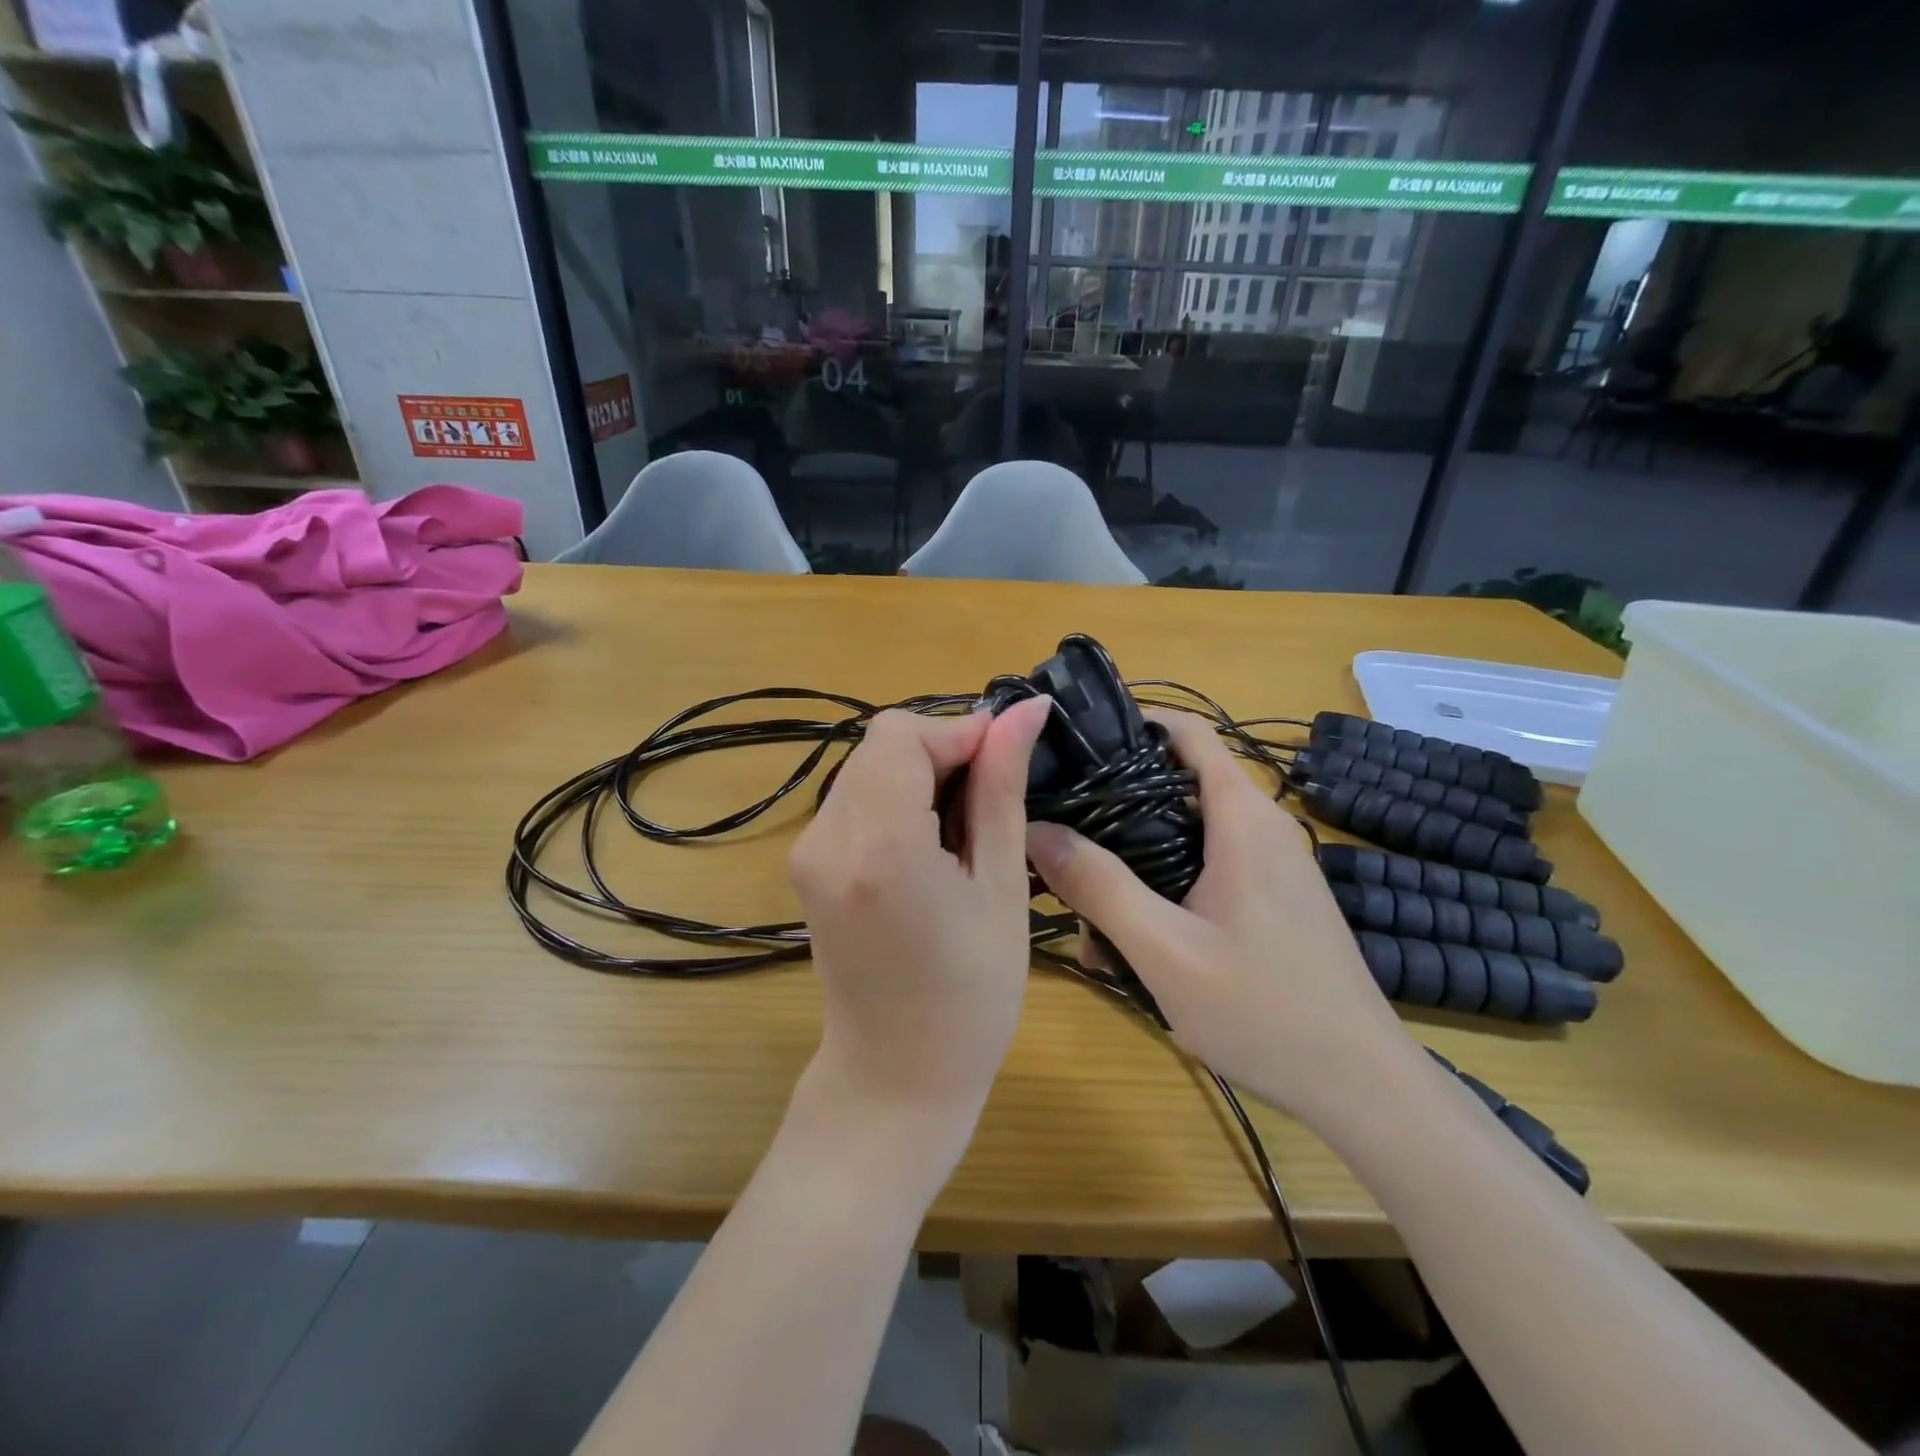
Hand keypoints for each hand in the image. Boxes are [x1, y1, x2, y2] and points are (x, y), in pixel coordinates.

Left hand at [788, 697, 1050, 1151]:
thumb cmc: (972, 994)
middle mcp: (826, 837)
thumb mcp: (1001, 885)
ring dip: (919, 776)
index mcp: (879, 845)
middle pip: (881, 745)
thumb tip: (1025, 709)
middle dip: (940, 753)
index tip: (1004, 762)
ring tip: (964, 828)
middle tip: (990, 799)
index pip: (902, 734)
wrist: (896, 1076)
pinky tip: (929, 842)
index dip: (958, 734)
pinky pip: (854, 799)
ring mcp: (806, 851)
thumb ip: (1002, 787)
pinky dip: (895, 799)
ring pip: (867, 767)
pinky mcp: (805, 864)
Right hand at [1024, 710, 1413, 1121]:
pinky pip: (1202, 874)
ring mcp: (1268, 866)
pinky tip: (1129, 948)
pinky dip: (1161, 893)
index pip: (1186, 731)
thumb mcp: (1165, 950)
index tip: (1072, 746)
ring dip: (1131, 866)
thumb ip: (1099, 886)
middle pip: (1173, 786)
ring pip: (1182, 838)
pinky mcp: (1268, 900)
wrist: (1361, 1087)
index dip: (1130, 724)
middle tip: (1059, 842)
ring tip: (1086, 916)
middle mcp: (1259, 828)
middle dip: (1113, 811)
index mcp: (1243, 818)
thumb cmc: (1264, 1011)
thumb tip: (1035, 830)